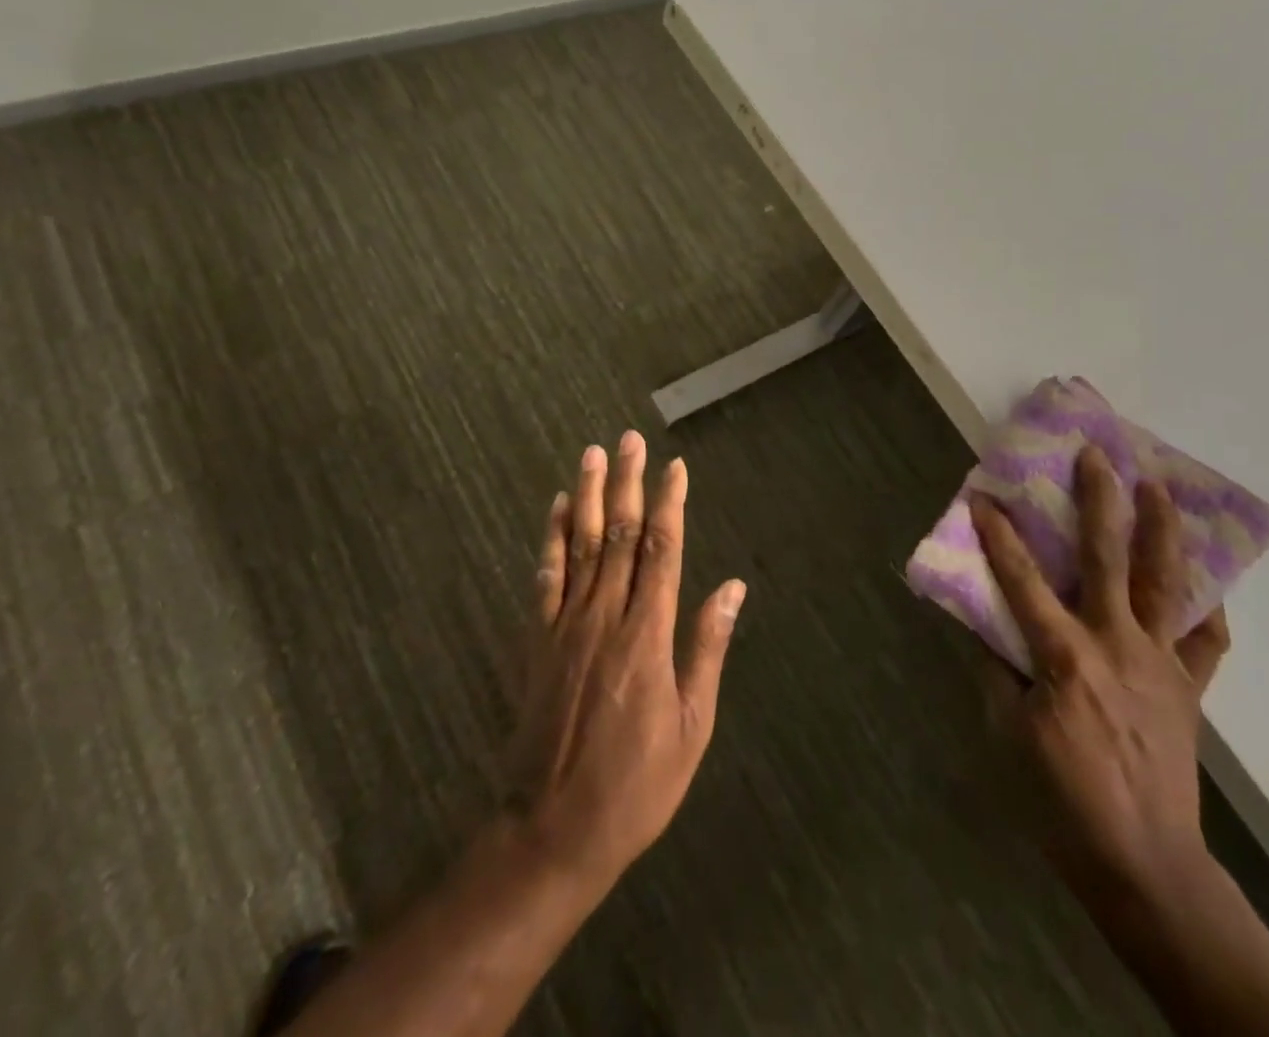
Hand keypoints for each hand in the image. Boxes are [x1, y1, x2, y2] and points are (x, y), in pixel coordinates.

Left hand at [504, 431, 745, 888]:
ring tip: (593, 454)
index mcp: (648, 635)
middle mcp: (605, 617)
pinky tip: (557, 509)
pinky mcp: (538, 642)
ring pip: (580, 546)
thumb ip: (706, 648)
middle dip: (627, 483)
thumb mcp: (692, 725)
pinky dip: (551, 539)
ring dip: (588, 496)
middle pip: (619, 535)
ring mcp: (566, 626)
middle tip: (630, 439)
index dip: (669, 504)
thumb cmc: (638, 783)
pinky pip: (545, 578)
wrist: (555, 829)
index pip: (662, 551)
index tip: (675, 468)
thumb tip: (731, 588)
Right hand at [973, 445, 1230, 919]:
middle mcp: (1116, 644)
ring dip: (1162, 530)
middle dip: (1100, 501)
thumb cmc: (1061, 797)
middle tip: (1097, 454)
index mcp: (1065, 656)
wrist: (1143, 861)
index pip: (1022, 581)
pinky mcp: (1188, 687)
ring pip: (1165, 583)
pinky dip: (1205, 604)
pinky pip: (1205, 638)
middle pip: (1107, 559)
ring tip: (1159, 486)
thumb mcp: (1008, 731)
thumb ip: (996, 669)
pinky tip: (1202, 578)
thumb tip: (985, 624)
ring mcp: (1160, 663)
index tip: (984, 497)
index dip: (999, 536)